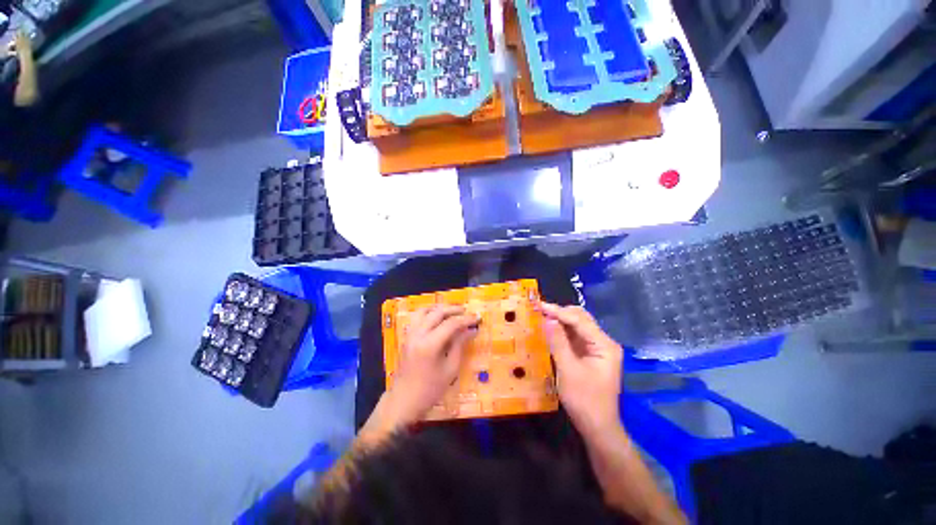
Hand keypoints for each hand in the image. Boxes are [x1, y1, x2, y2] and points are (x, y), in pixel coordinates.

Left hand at [381, 305, 478, 425]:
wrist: (404, 401)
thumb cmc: (430, 389)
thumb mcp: (450, 369)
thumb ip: (459, 345)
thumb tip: (470, 330)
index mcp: (430, 344)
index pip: (451, 324)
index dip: (466, 319)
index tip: (477, 318)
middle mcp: (418, 335)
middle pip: (437, 313)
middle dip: (453, 309)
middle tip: (466, 311)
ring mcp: (410, 334)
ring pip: (424, 311)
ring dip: (439, 308)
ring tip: (451, 312)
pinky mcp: (406, 337)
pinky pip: (417, 318)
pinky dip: (428, 313)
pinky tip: (436, 319)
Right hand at [540, 302, 622, 437]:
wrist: (597, 428)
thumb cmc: (584, 400)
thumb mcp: (568, 370)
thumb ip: (558, 342)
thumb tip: (548, 319)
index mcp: (604, 345)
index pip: (579, 320)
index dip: (558, 312)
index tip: (539, 306)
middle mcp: (603, 343)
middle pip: (581, 319)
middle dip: (560, 313)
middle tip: (539, 310)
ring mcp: (597, 349)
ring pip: (577, 326)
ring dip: (560, 321)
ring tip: (541, 316)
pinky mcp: (589, 355)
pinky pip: (575, 337)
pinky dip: (562, 332)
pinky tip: (550, 329)